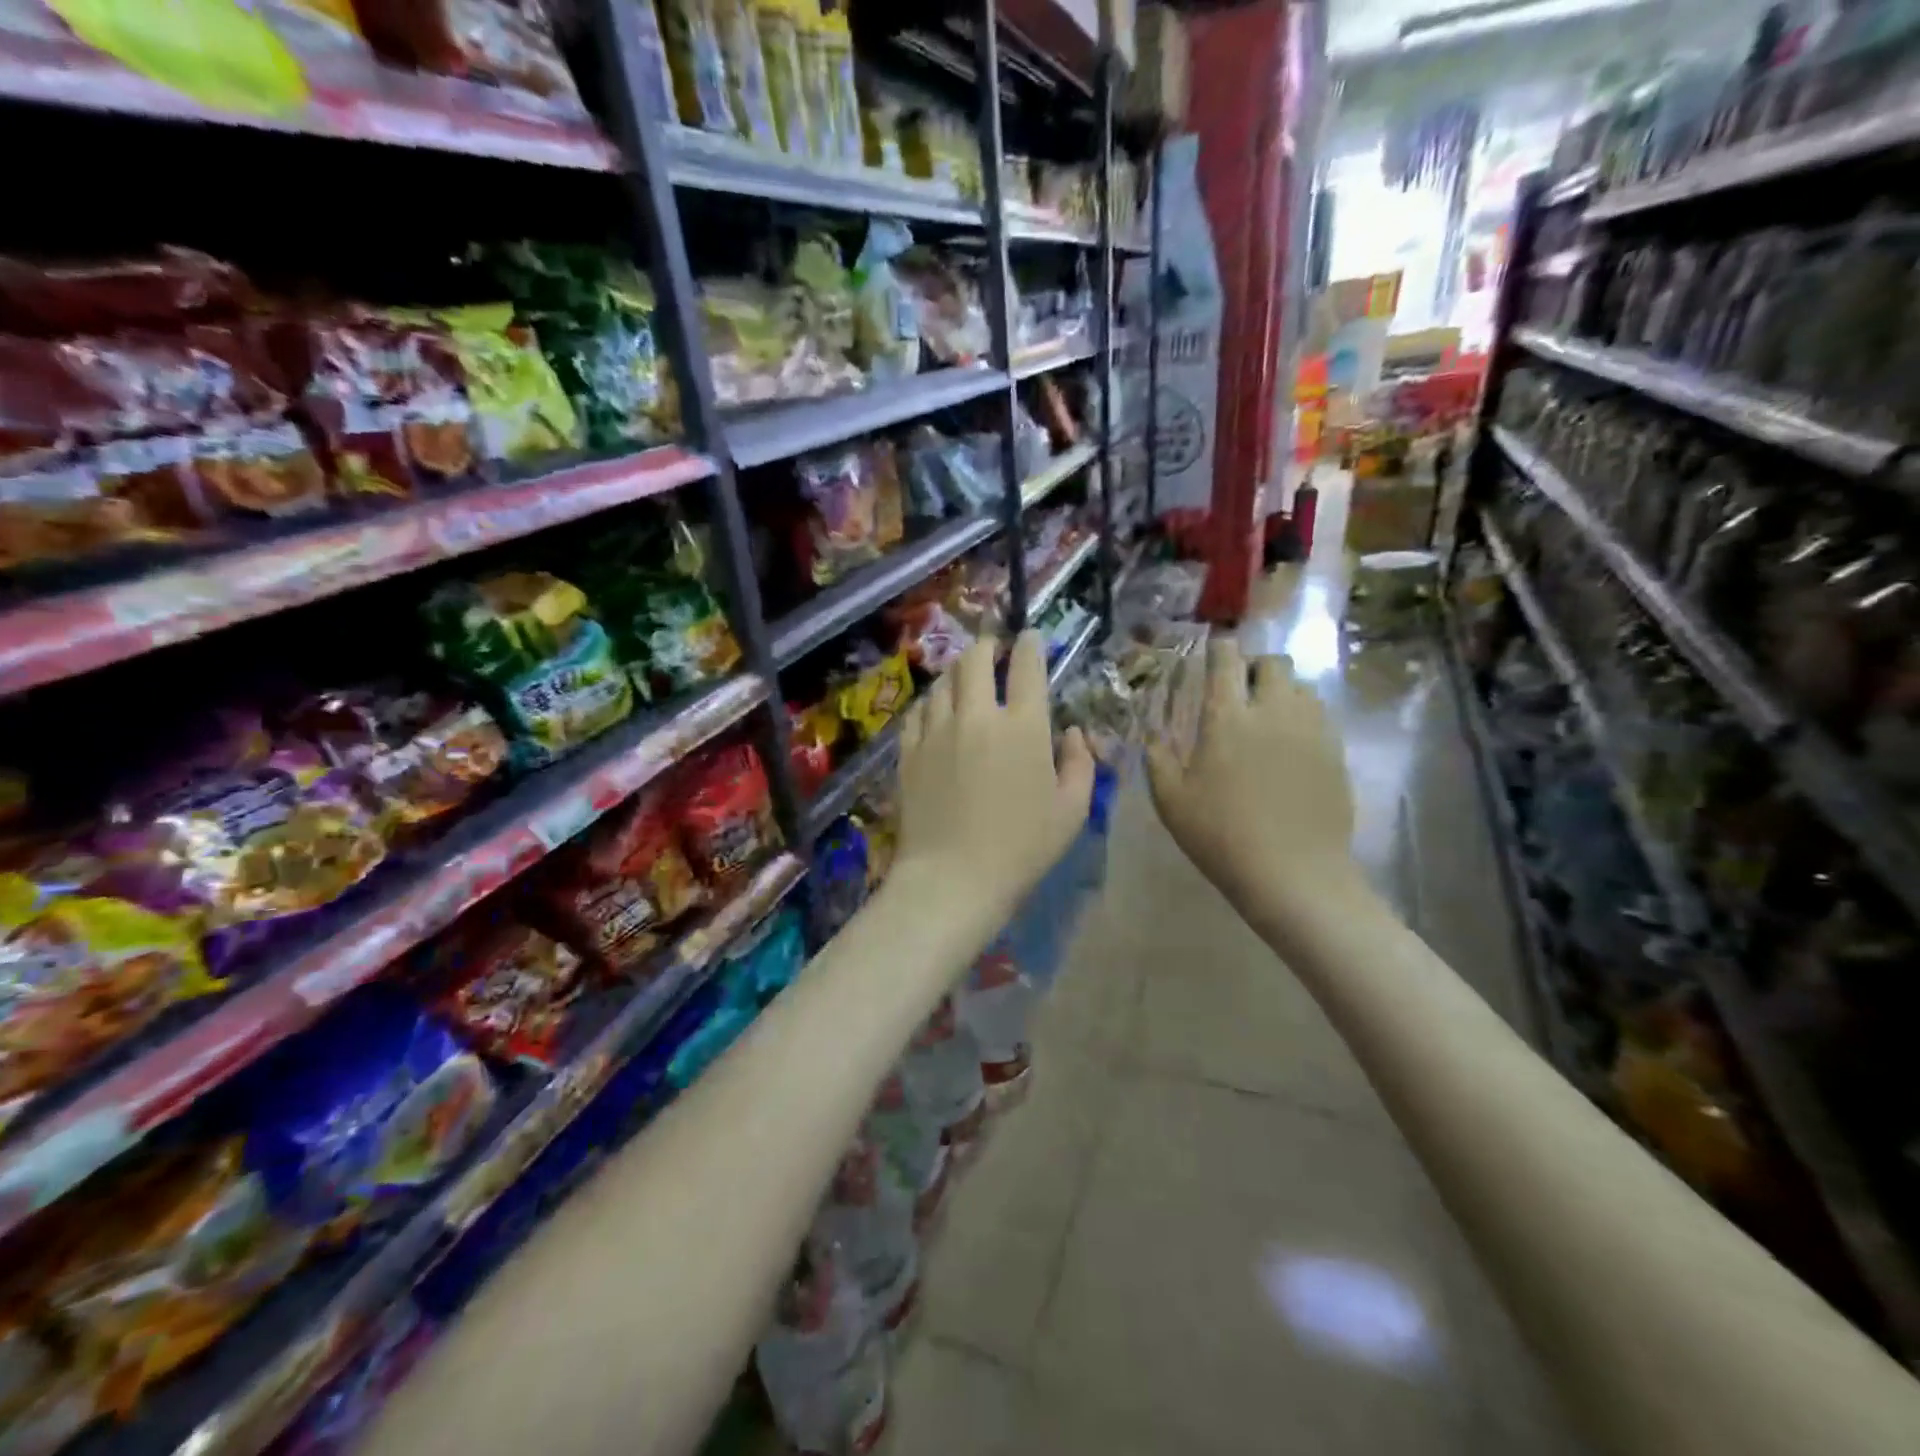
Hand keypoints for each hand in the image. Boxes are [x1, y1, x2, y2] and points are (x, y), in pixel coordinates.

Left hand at [894, 631, 1094, 921]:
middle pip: (976, 659)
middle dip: (987, 645)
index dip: (1030, 643)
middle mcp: (978, 716)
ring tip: (965, 679)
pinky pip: (918, 711)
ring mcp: (937, 731)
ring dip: (958, 672)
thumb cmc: (1022, 848)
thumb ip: (1081, 763)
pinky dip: (932, 703)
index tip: (1030, 636)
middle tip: (993, 649)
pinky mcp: (909, 751)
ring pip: (944, 681)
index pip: (1027, 666)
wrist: (953, 878)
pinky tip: (937, 711)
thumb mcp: (1072, 810)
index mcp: (1024, 727)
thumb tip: (1074, 732)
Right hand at [1147, 639, 1356, 919]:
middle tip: (1239, 691)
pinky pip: (1319, 716)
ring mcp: (1311, 730)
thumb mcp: (1171, 801)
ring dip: (1281, 691)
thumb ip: (1157, 759)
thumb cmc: (1221, 836)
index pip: (1226, 659)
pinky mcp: (1335, 752)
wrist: (1294, 875)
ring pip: (1301, 687)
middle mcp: (1273, 711)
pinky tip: (1289, 747)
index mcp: (1227, 717)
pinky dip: (1302, 718)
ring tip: (1266, 718)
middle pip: (1273, 663)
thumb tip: (1152, 735)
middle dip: (1254, 667)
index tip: (1211, 656)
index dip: (1218, 650)